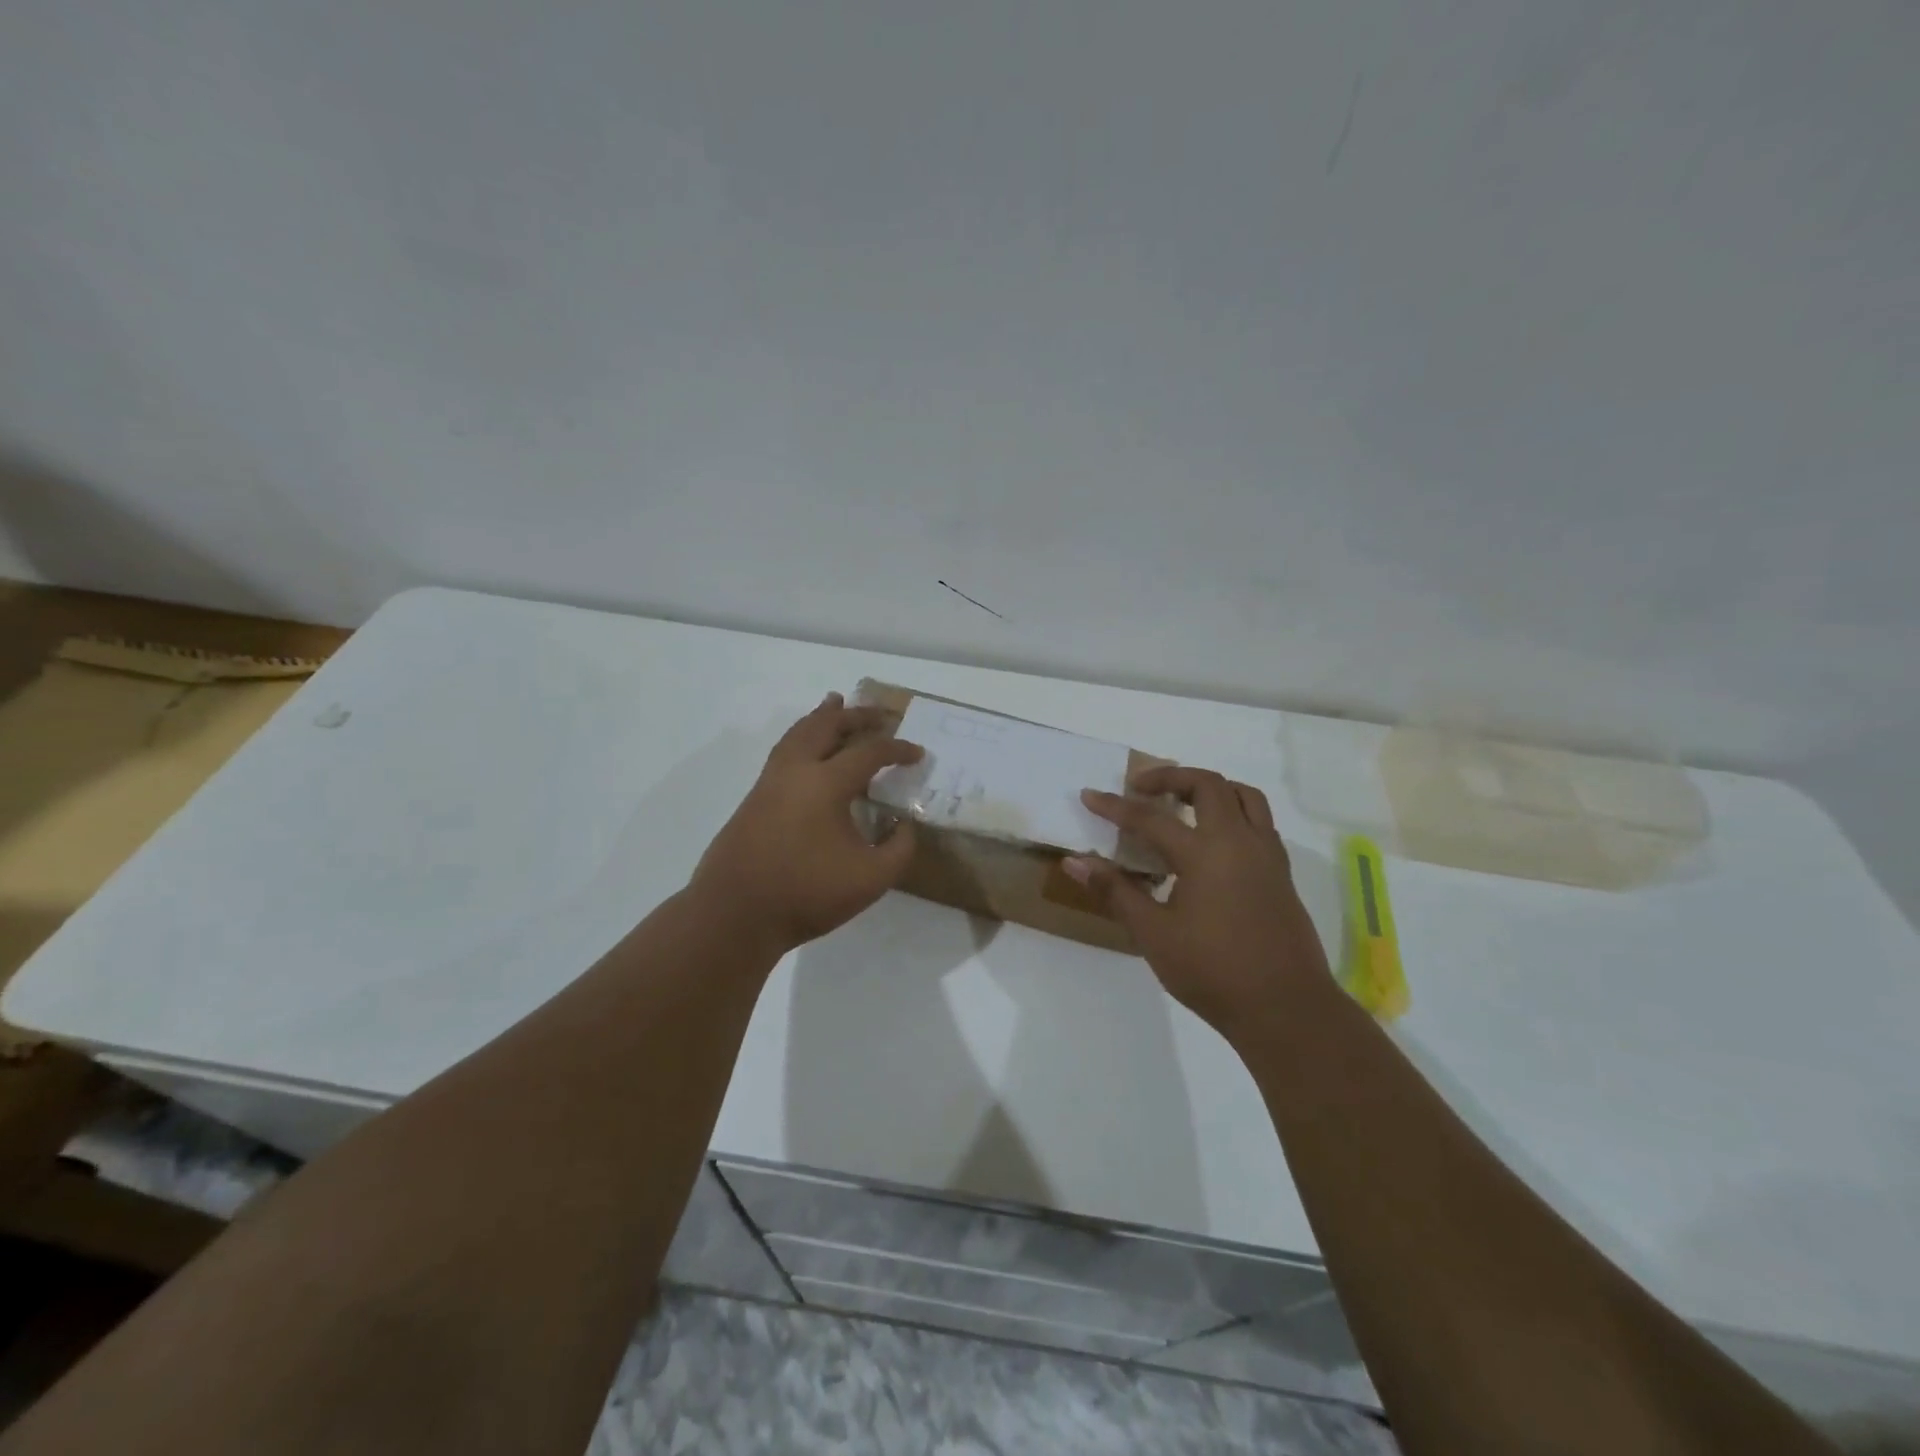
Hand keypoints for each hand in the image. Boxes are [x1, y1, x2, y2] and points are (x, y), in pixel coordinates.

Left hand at [689, 694, 922, 955]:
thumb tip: (903, 825)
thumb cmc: (806, 894)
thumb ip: (898, 848)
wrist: (734, 914)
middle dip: (856, 716)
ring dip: (821, 717)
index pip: (869, 753)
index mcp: (826, 783)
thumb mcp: (871, 879)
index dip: (898, 750)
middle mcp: (796, 770)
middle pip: (827, 726)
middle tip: (879, 713)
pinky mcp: (754, 798)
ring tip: (834, 704)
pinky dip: (801, 735)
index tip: (918, 754)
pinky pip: (784, 750)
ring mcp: (770, 782)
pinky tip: (806, 748)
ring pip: (798, 733)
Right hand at [1066, 767, 1330, 1038]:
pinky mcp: (1281, 873)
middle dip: (1170, 778)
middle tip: (1141, 788)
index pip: (1150, 818)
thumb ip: (1115, 891)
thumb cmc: (1213, 972)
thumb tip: (1074, 861)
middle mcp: (1239, 841)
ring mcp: (1266, 855)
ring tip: (1182, 802)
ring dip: (1210, 788)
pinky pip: (1259, 821)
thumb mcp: (1154, 934)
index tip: (1089, 795)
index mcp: (1204, 853)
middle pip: (1207, 785)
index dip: (1115, 806)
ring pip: (1244, 796)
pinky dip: (1233, 812)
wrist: (1286, 1009)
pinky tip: (1214, 840)